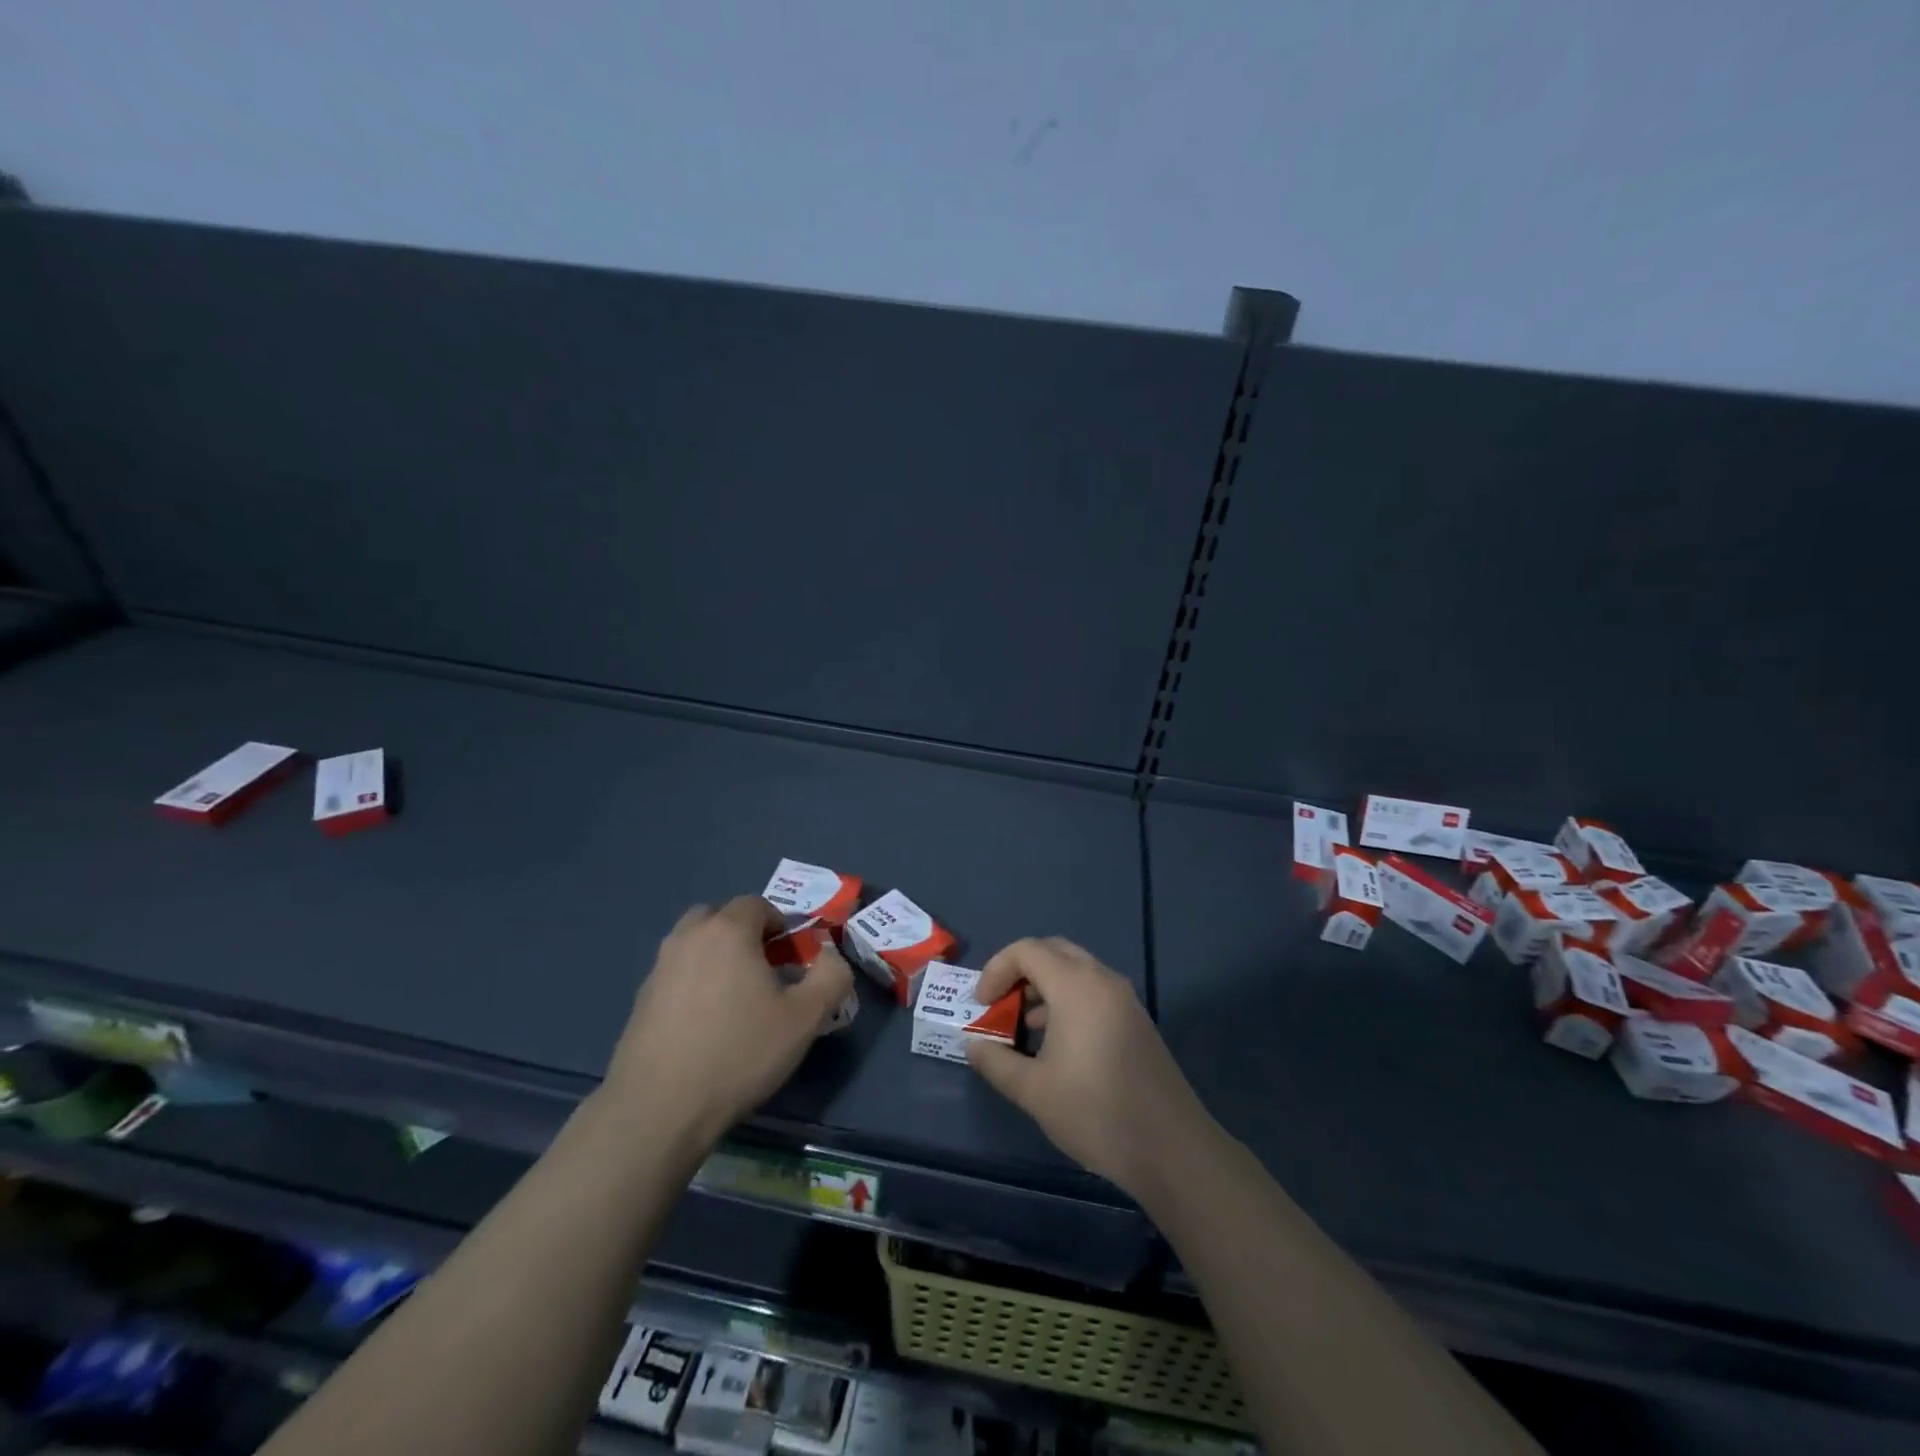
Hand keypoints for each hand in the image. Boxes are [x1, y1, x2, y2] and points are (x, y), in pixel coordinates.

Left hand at [605, 895, 854, 1152]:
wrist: (660, 1108)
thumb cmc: (739, 1052)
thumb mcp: (805, 1018)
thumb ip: (831, 977)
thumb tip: (831, 955)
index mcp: (728, 931)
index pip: (757, 904)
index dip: (780, 924)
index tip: (793, 958)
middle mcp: (688, 938)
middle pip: (719, 916)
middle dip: (744, 933)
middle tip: (764, 971)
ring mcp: (659, 968)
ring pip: (694, 944)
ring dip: (716, 956)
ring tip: (736, 998)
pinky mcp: (640, 1000)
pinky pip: (677, 974)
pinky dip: (694, 983)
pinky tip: (706, 1024)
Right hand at [965, 937, 1210, 1204]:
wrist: (1171, 1149)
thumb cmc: (1095, 1112)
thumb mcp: (1034, 1091)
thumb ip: (997, 1062)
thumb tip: (973, 1046)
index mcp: (1076, 986)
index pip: (1027, 950)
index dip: (996, 970)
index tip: (981, 1005)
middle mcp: (1102, 980)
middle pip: (1053, 951)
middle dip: (1020, 971)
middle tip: (1000, 1004)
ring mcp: (1124, 1000)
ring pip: (1075, 971)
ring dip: (1044, 987)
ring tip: (1023, 1027)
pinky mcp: (1136, 1021)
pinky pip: (1093, 992)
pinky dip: (1067, 1001)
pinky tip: (1056, 1044)